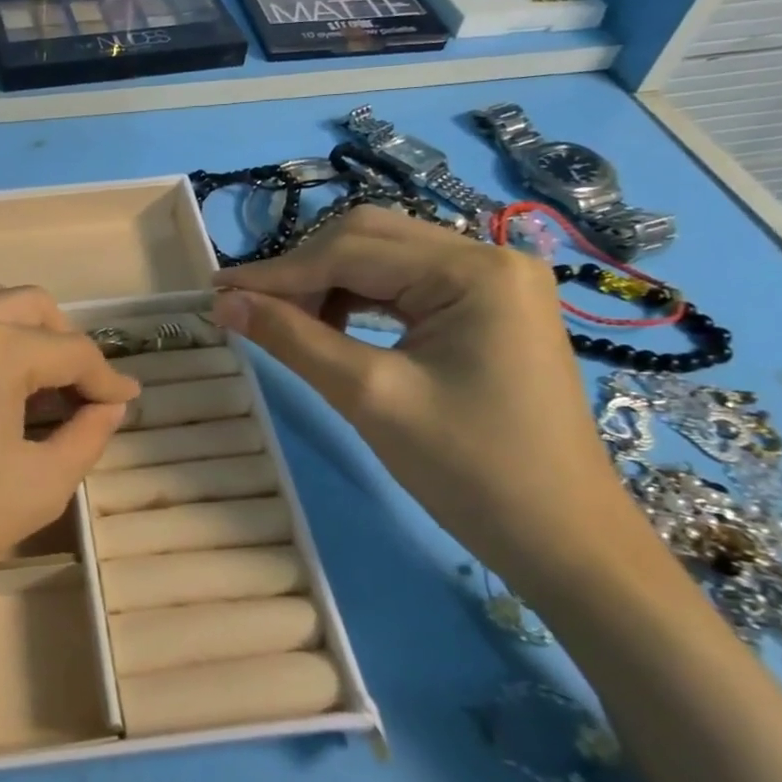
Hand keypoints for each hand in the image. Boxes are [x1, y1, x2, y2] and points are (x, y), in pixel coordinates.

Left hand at [0, 284, 138, 676]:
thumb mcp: (39, 486)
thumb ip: (88, 435)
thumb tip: (109, 407)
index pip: (70, 350)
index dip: (106, 377)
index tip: (126, 400)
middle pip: (29, 305)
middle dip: (66, 343)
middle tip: (84, 390)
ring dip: (23, 332)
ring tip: (40, 383)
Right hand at [213, 207, 635, 588]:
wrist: (564, 541)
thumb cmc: (472, 471)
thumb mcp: (370, 398)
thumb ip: (293, 339)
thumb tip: (225, 302)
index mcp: (474, 270)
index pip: (350, 250)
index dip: (277, 272)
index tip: (216, 292)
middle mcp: (489, 257)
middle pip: (368, 239)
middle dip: (303, 272)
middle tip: (250, 310)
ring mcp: (494, 283)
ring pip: (384, 259)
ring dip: (327, 284)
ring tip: (284, 322)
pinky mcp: (489, 310)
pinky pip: (406, 287)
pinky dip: (358, 300)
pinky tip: (330, 327)